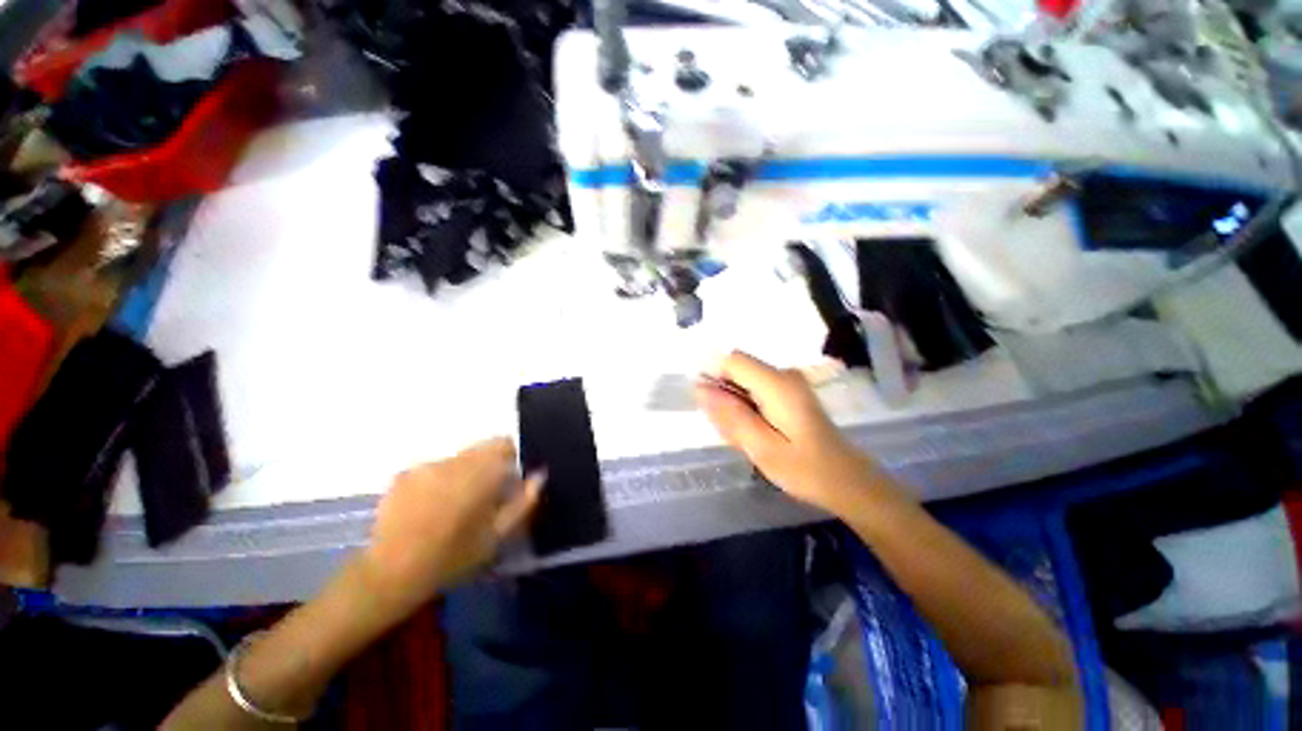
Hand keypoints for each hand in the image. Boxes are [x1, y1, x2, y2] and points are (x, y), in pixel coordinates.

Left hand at [361, 438, 542, 619]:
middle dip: (487, 466)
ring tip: (452, 505)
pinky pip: (433, 468)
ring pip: (457, 459)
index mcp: (480, 473)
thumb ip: (524, 502)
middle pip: (480, 450)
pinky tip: (429, 507)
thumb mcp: (497, 535)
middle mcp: (454, 461)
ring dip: (463, 473)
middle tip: (482, 497)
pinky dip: (438, 480)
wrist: (391, 574)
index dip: (510, 458)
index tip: (507, 481)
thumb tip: (539, 475)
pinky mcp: (403, 475)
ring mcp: (425, 466)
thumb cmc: (453, 557)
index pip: (503, 444)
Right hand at [696, 351, 881, 515]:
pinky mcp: (790, 392)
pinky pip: (756, 391)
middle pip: (738, 370)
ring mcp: (789, 382)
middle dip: (724, 396)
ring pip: (745, 382)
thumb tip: (700, 389)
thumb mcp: (761, 447)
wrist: (847, 480)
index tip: (710, 409)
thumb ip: (730, 415)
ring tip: (746, 438)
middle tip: (731, 432)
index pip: (732, 360)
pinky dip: (748, 409)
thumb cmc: (805, 469)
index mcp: (777, 383)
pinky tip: (756, 434)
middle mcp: (783, 374)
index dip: (713, 377)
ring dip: (735, 406)